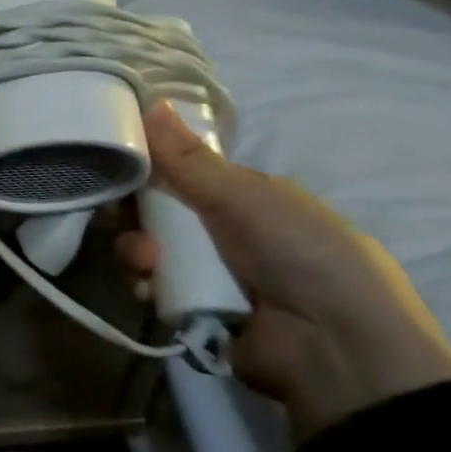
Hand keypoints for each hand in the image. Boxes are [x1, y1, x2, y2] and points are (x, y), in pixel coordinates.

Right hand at [121, 103, 450, 440]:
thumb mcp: (245, 196)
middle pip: (156, 213)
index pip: (181, 175)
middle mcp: (225, 233)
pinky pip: (151, 288)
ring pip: (147, 250)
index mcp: (246, 200)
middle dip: (133, 213)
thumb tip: (151, 101)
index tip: (113, 164)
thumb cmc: (300, 254)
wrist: (337, 350)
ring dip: (137, 250)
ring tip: (148, 262)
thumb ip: (188, 158)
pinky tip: (150, 287)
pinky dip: (145, 285)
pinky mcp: (192, 312)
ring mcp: (208, 275)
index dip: (147, 168)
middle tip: (114, 214)